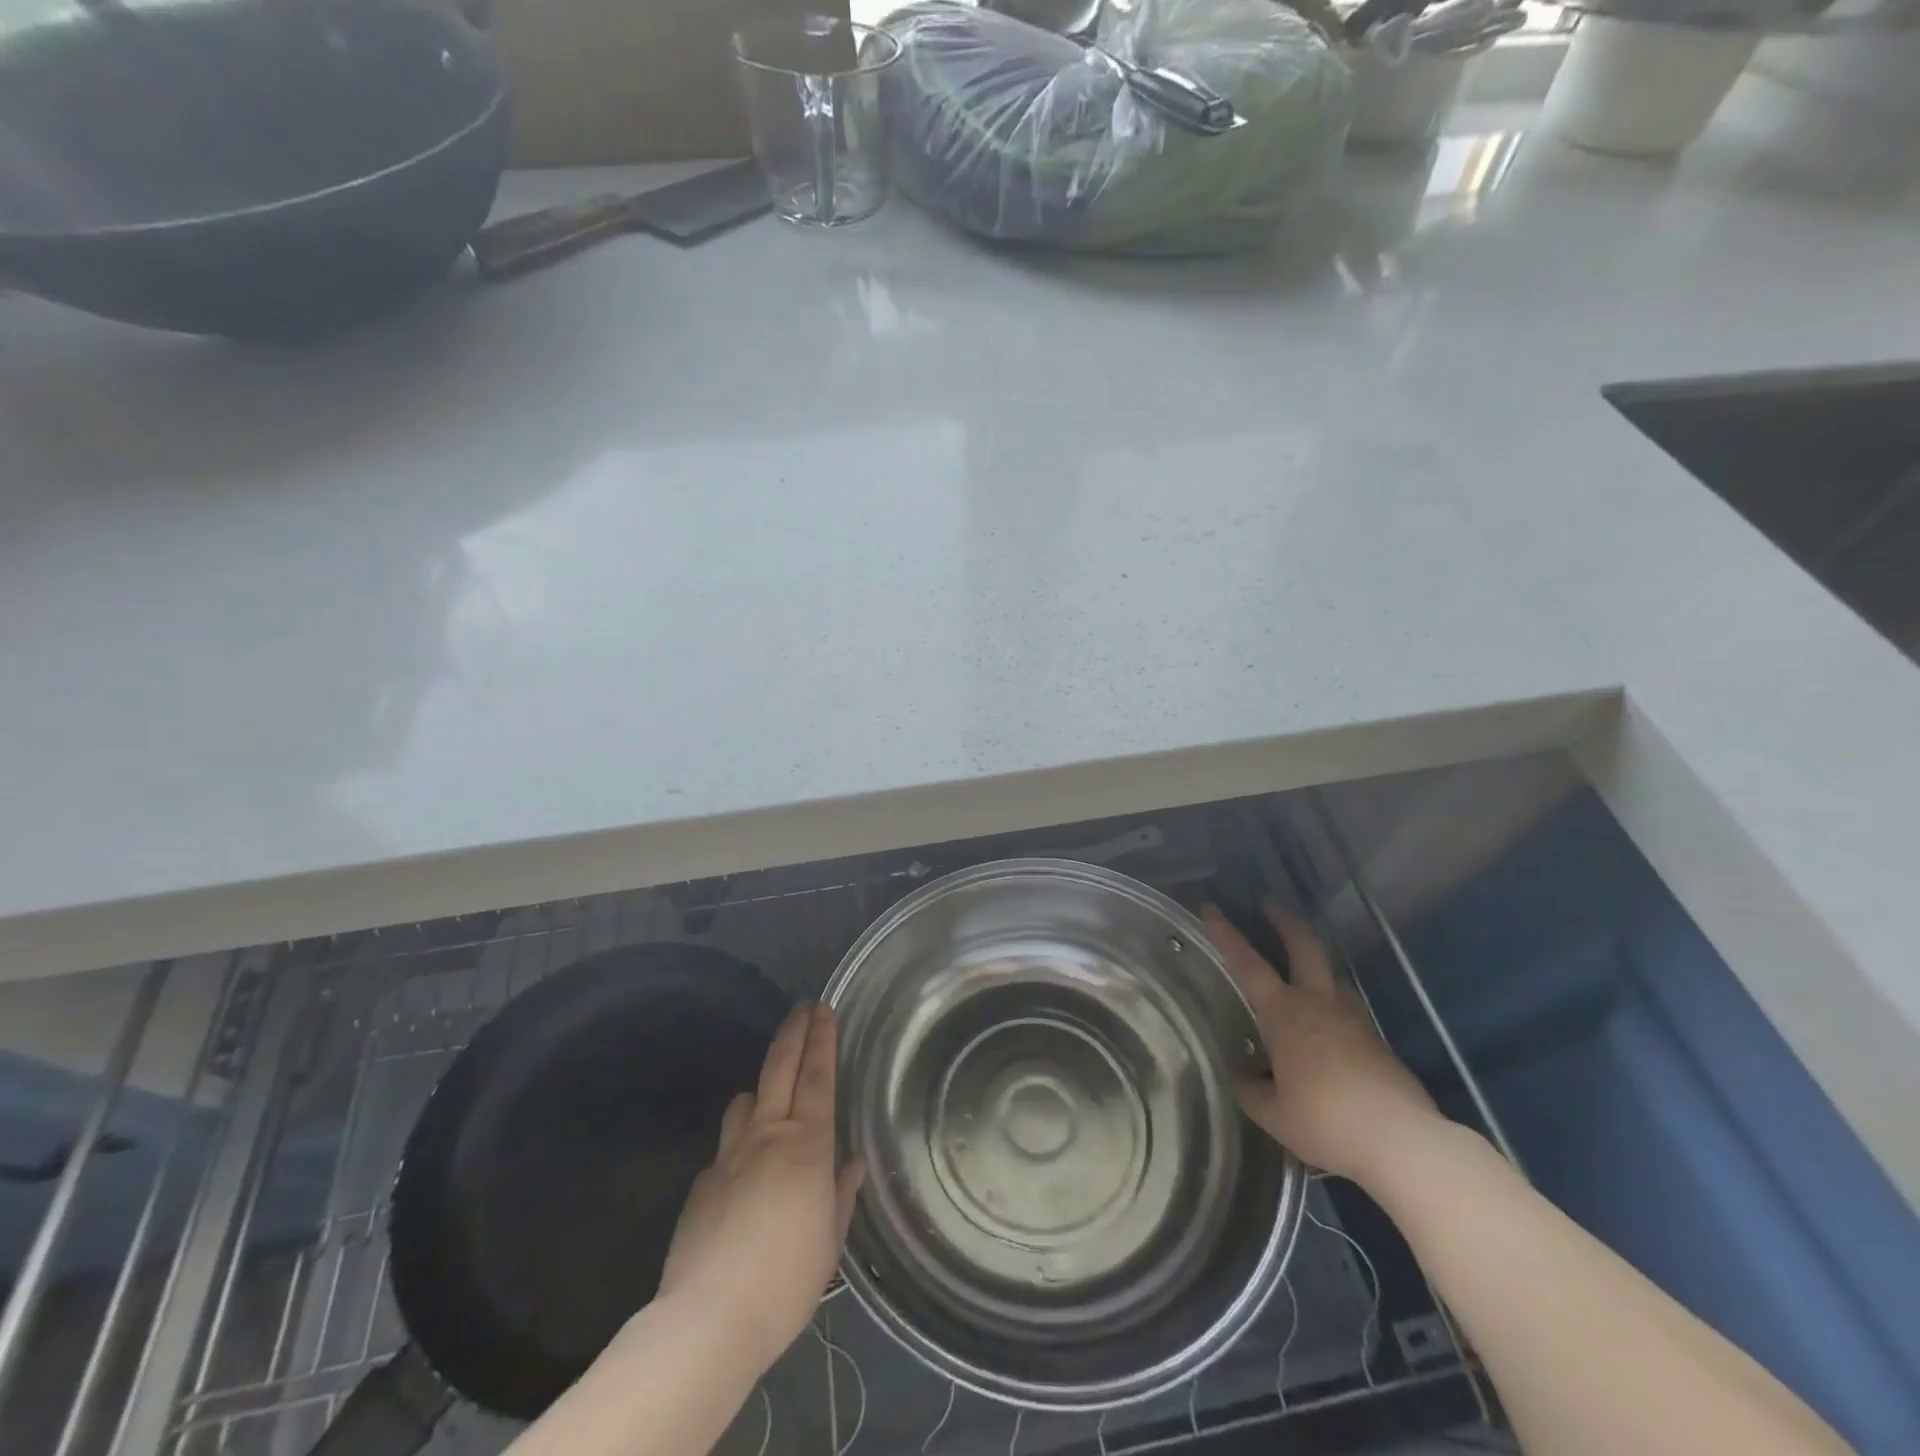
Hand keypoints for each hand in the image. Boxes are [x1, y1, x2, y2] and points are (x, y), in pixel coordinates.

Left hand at [657, 1003, 863, 1373]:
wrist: (709, 1319)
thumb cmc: (787, 1280)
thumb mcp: (830, 1242)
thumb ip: (840, 1195)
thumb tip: (852, 1164)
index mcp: (807, 1145)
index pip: (818, 1076)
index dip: (822, 1039)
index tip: (824, 1009)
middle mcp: (767, 1136)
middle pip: (780, 1068)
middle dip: (794, 1032)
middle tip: (802, 1008)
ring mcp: (729, 1155)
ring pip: (745, 1100)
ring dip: (760, 1089)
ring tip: (771, 1095)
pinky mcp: (702, 1182)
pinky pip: (725, 1147)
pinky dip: (739, 1144)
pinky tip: (743, 1174)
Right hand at [1202, 903, 1438, 1185]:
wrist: (1402, 1141)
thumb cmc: (1326, 1121)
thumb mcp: (1273, 1113)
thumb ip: (1251, 1088)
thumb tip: (1241, 1074)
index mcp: (1285, 1014)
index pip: (1247, 964)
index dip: (1226, 934)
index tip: (1211, 908)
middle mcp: (1318, 1004)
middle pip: (1304, 947)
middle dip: (1285, 922)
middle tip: (1270, 904)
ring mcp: (1353, 1019)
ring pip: (1331, 973)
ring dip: (1313, 958)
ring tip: (1299, 962)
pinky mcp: (1376, 1040)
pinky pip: (1346, 1005)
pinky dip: (1330, 998)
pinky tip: (1325, 1020)